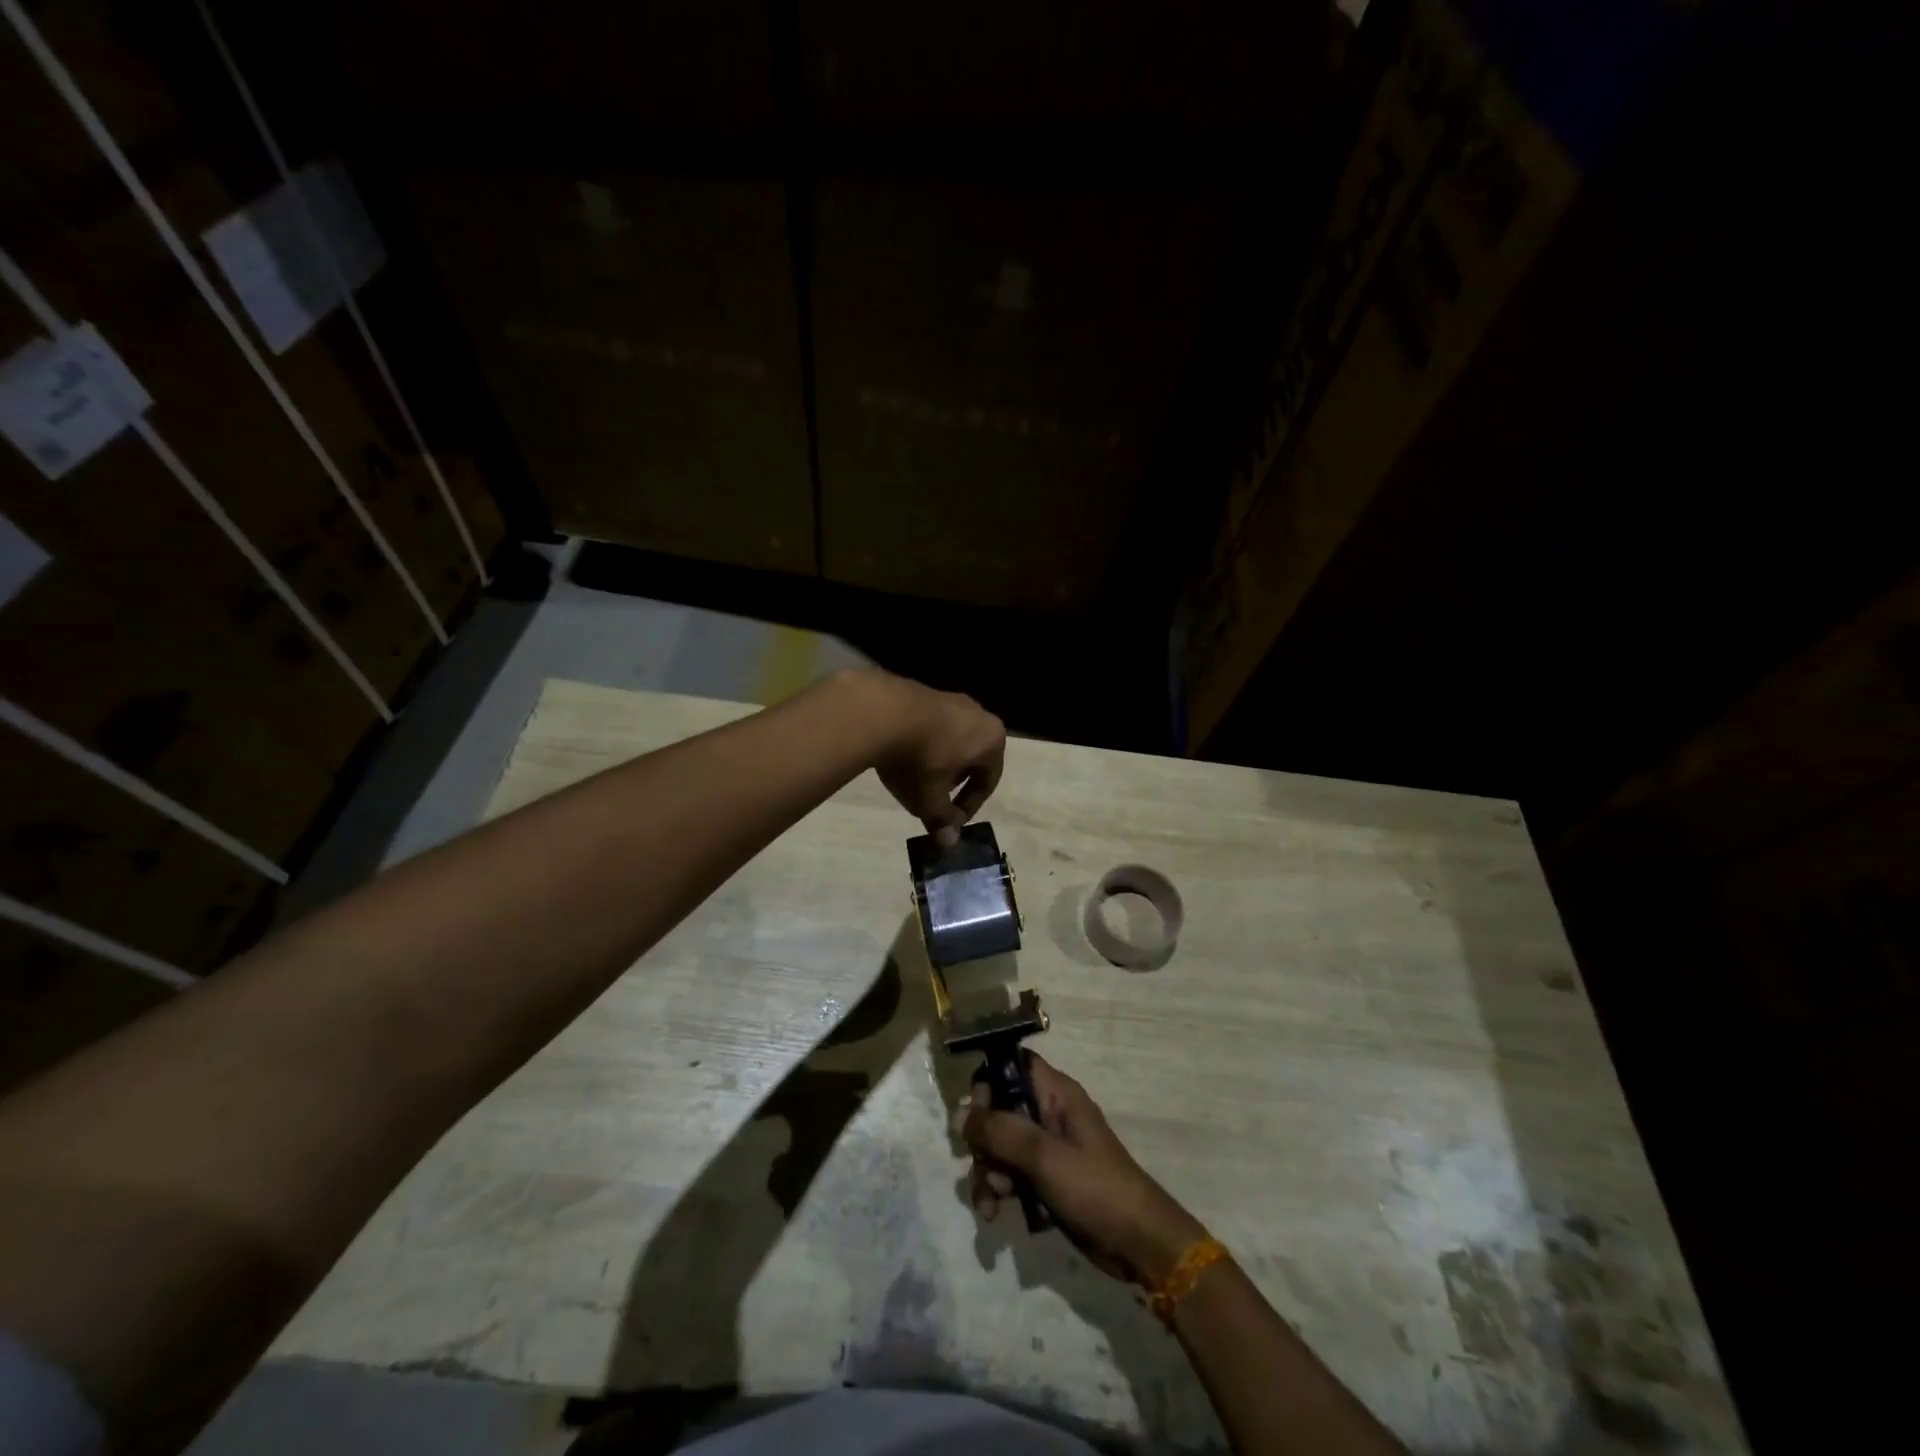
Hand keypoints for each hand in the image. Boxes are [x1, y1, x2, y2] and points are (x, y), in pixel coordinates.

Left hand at [860, 669, 1005, 844]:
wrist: (880, 712)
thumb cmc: (919, 760)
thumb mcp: (930, 800)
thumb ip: (942, 821)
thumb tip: (948, 842)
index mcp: (992, 740)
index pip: (988, 781)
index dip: (968, 807)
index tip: (948, 821)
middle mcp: (979, 714)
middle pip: (972, 757)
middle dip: (954, 782)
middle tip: (934, 798)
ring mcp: (951, 698)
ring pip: (952, 740)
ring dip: (938, 761)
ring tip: (915, 777)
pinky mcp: (924, 691)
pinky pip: (931, 726)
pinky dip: (922, 743)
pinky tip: (901, 754)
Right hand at [958, 1053, 1206, 1285]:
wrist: (1137, 1245)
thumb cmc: (1094, 1188)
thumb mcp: (1044, 1156)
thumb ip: (1001, 1130)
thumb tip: (960, 1113)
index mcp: (1055, 1093)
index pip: (1012, 1065)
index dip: (989, 1082)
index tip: (977, 1113)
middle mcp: (1048, 1113)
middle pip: (998, 1108)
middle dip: (983, 1139)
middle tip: (982, 1162)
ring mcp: (1046, 1148)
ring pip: (999, 1145)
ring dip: (986, 1170)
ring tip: (990, 1201)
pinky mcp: (1044, 1178)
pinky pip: (1008, 1173)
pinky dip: (997, 1189)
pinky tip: (993, 1214)